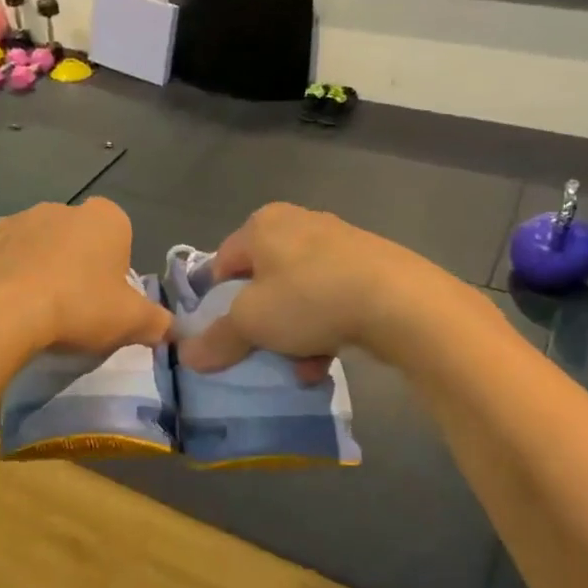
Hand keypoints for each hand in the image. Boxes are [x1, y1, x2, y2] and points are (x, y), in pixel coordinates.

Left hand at [0, 198, 170, 357]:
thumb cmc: (77, 307)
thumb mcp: (131, 322)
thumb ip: (156, 322)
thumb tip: (170, 329)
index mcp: (103, 218)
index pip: (119, 233)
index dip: (115, 266)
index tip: (108, 297)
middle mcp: (58, 209)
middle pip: (75, 237)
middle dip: (75, 264)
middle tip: (74, 307)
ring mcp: (12, 221)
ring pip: (33, 244)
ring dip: (36, 267)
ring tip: (34, 310)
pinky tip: (0, 306)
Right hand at [179, 203, 434, 375]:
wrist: (399, 301)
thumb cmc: (309, 298)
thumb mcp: (251, 322)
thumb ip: (217, 338)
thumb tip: (187, 355)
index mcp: (262, 224)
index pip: (222, 263)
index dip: (217, 302)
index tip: (225, 334)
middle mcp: (298, 223)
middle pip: (263, 281)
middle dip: (261, 321)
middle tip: (262, 350)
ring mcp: (339, 242)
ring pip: (299, 293)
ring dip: (293, 332)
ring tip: (299, 365)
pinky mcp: (371, 264)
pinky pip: (331, 298)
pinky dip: (324, 327)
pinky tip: (327, 357)